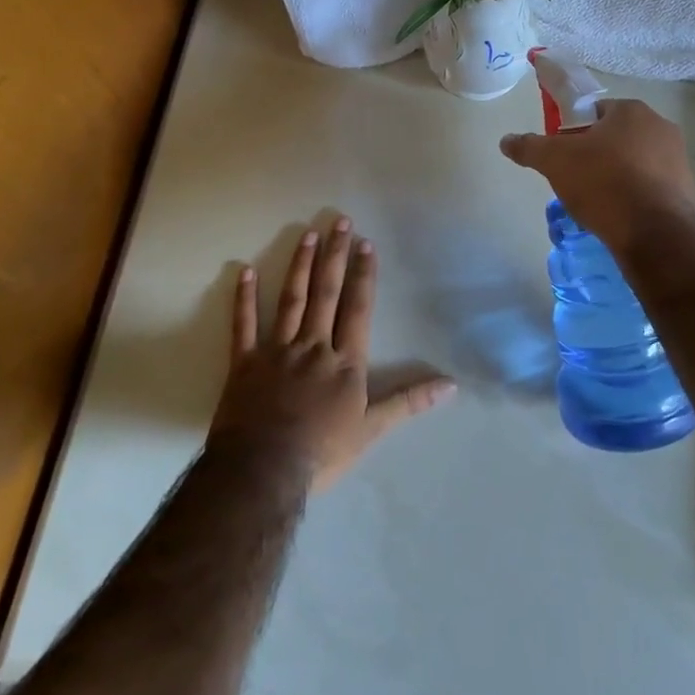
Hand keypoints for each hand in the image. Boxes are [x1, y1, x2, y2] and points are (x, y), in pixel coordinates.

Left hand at [209, 216, 455, 491]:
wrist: (263, 473)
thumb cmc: (321, 453)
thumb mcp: (371, 430)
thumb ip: (409, 402)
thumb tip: (451, 386)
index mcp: (344, 361)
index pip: (357, 308)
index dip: (363, 275)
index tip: (365, 244)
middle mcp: (313, 346)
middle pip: (326, 293)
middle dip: (335, 256)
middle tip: (339, 221)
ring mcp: (276, 351)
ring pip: (291, 300)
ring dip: (300, 266)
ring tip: (307, 234)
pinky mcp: (243, 363)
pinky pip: (243, 325)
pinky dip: (243, 298)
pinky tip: (244, 271)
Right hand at [499, 100, 694, 254]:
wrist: (654, 234)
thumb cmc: (603, 183)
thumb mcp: (555, 162)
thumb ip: (529, 147)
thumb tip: (506, 140)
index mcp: (632, 111)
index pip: (595, 112)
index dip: (574, 132)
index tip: (563, 155)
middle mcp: (661, 127)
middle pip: (617, 137)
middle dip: (597, 155)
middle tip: (576, 180)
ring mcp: (679, 160)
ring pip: (636, 163)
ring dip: (617, 176)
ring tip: (598, 203)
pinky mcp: (687, 191)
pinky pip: (652, 188)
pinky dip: (636, 197)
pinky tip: (621, 217)